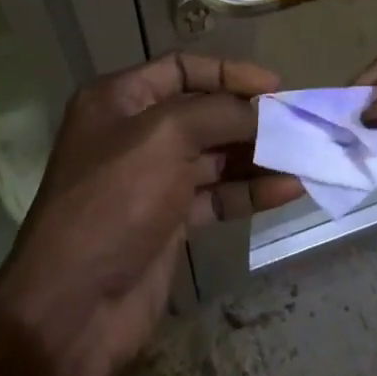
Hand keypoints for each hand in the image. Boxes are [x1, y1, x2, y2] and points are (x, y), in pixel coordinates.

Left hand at [0, 53, 299, 375]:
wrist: (72, 307)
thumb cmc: (114, 201)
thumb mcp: (166, 137)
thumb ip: (219, 113)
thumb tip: (263, 110)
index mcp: (120, 99)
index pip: (182, 68)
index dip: (229, 72)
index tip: (274, 85)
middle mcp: (135, 133)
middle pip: (203, 112)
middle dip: (250, 116)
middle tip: (298, 123)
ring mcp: (153, 179)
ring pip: (215, 156)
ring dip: (257, 155)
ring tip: (304, 156)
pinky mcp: (169, 221)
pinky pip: (217, 196)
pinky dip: (249, 191)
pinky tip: (288, 190)